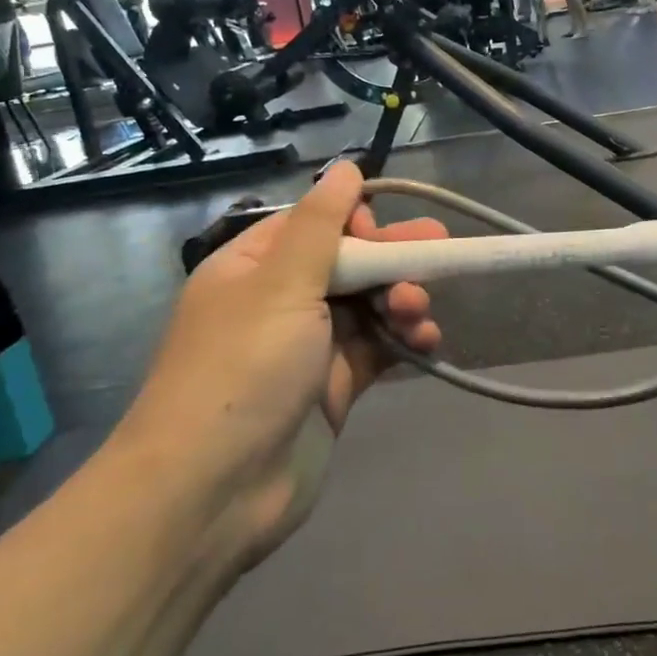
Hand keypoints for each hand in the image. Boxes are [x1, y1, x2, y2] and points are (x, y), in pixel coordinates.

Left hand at [120, 163, 444, 556]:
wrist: (215, 489)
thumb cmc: (244, 368)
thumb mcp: (281, 284)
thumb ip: (320, 225)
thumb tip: (345, 166)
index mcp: (252, 268)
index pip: (312, 224)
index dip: (355, 220)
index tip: (384, 233)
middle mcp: (278, 302)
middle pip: (346, 265)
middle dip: (391, 258)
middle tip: (442, 249)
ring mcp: (307, 349)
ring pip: (367, 307)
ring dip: (401, 300)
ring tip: (419, 311)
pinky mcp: (332, 390)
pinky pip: (375, 352)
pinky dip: (402, 342)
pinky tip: (426, 342)